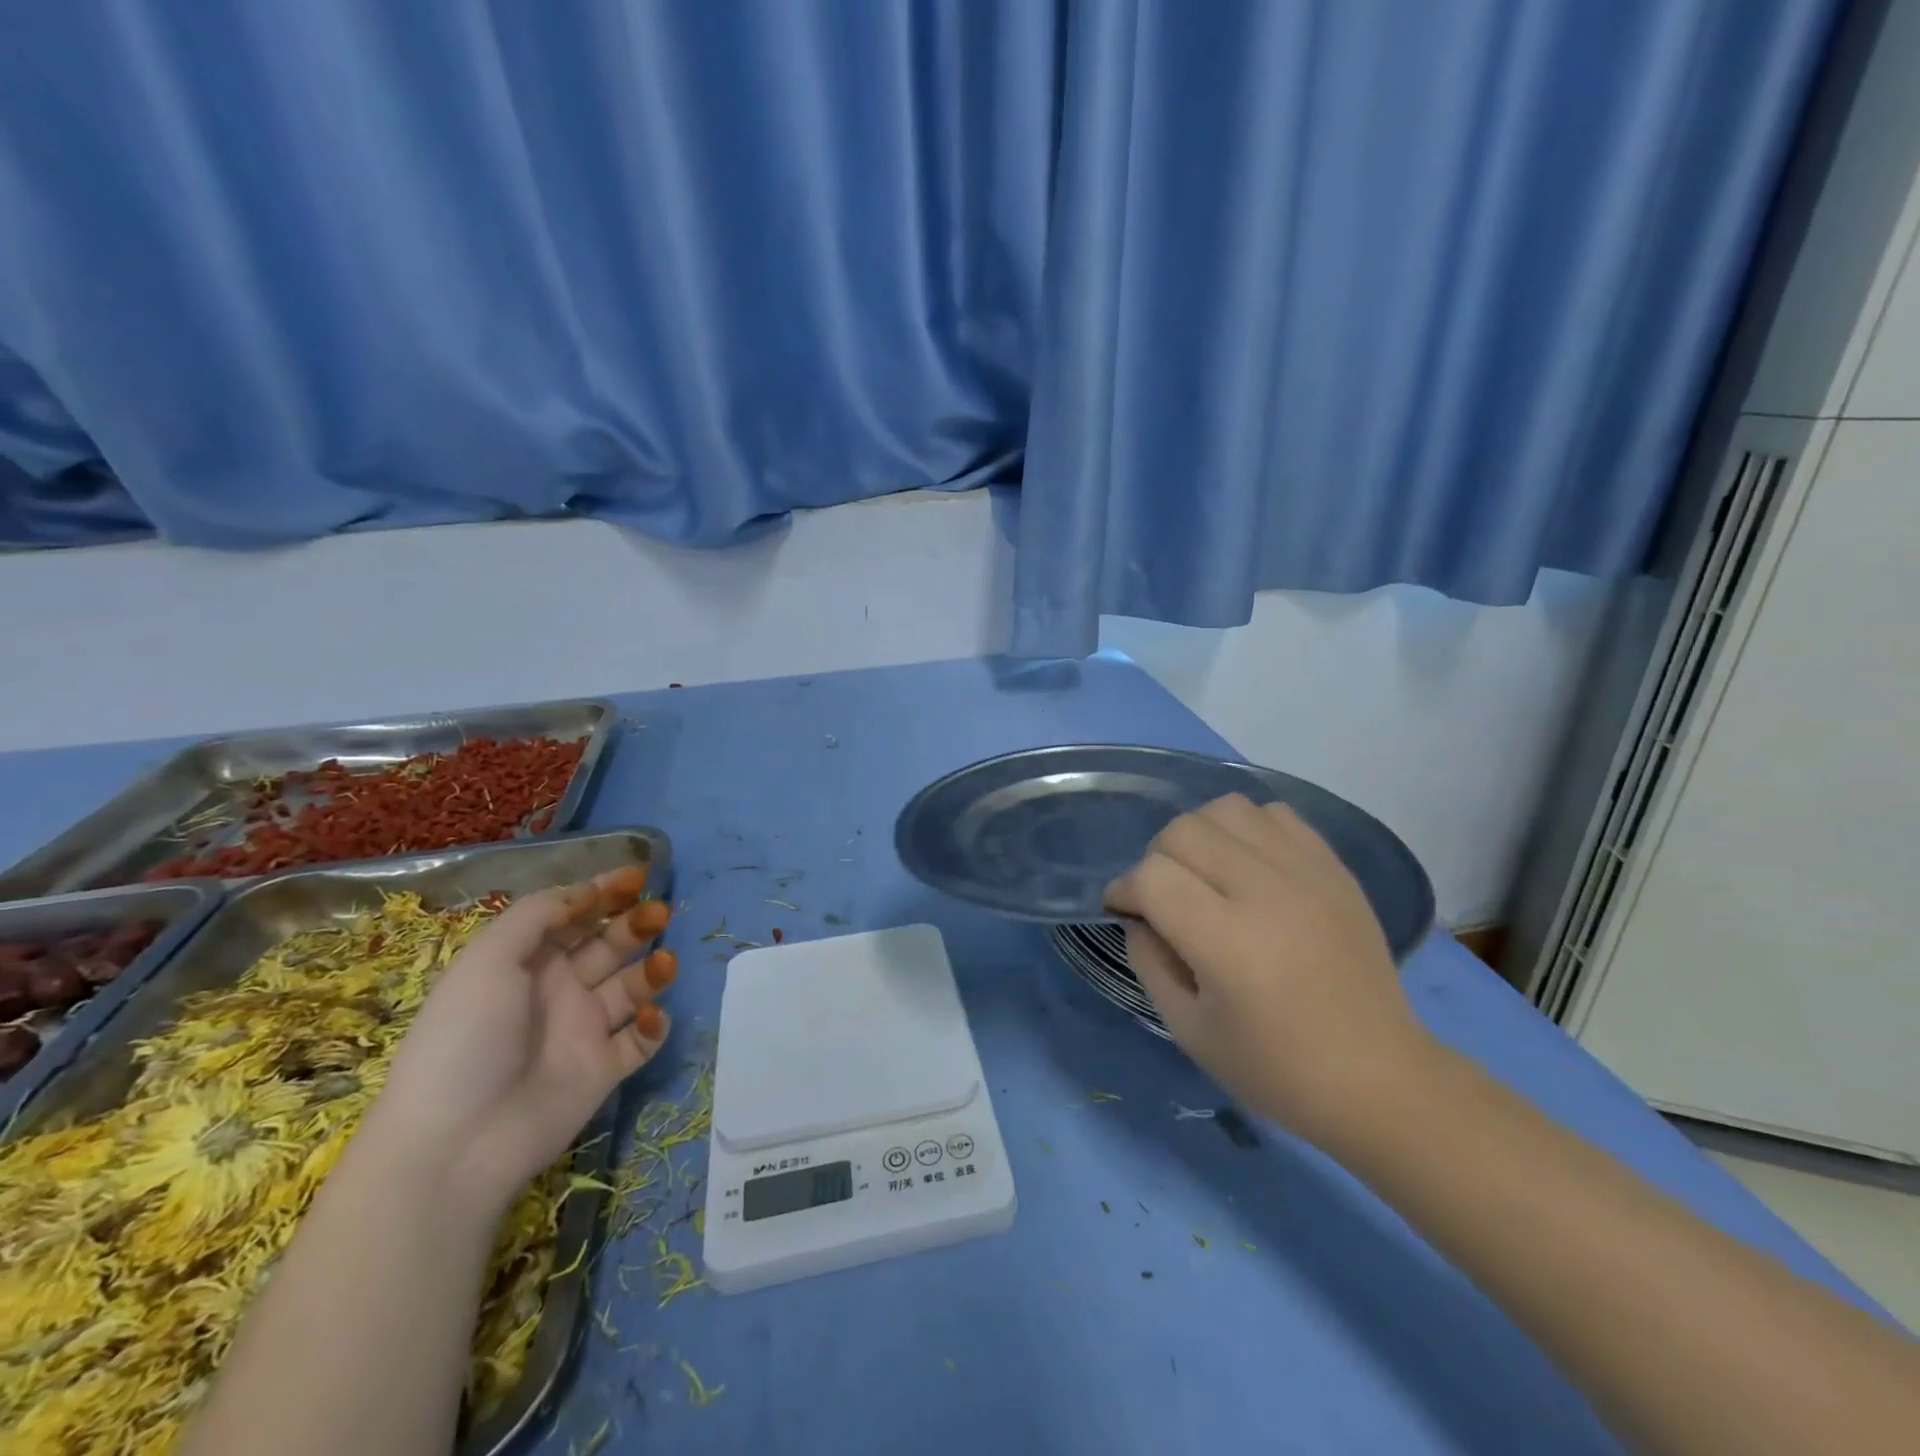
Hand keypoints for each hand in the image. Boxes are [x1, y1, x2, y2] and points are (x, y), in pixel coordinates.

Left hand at [364, 867, 677, 1209]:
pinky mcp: (604, 1068)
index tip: (636, 878)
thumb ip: (537, 915)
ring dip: (653, 969)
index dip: (603, 893)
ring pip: (632, 986)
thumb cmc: (466, 1039)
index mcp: (527, 962)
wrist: (457, 1144)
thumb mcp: (488, 960)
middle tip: (657, 913)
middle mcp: (559, 990)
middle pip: (608, 945)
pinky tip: (647, 1018)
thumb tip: (585, 893)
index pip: (574, 916)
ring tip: (663, 963)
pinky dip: (653, 1024)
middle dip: (635, 923)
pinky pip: (641, 1039)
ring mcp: (583, 1030)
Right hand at [1105, 794, 1432, 1142]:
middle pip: (1183, 831)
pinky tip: (1248, 866)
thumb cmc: (1276, 1069)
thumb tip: (1138, 915)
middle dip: (1156, 859)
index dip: (1124, 889)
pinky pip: (1275, 815)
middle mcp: (1266, 892)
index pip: (1152, 876)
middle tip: (1163, 897)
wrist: (1381, 1079)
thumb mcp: (1188, 1030)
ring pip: (1226, 810)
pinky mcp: (1334, 868)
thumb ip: (1148, 961)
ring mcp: (1307, 873)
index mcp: (1227, 942)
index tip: (1123, 910)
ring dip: (1200, 836)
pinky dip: (1247, 830)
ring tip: (1206, 874)